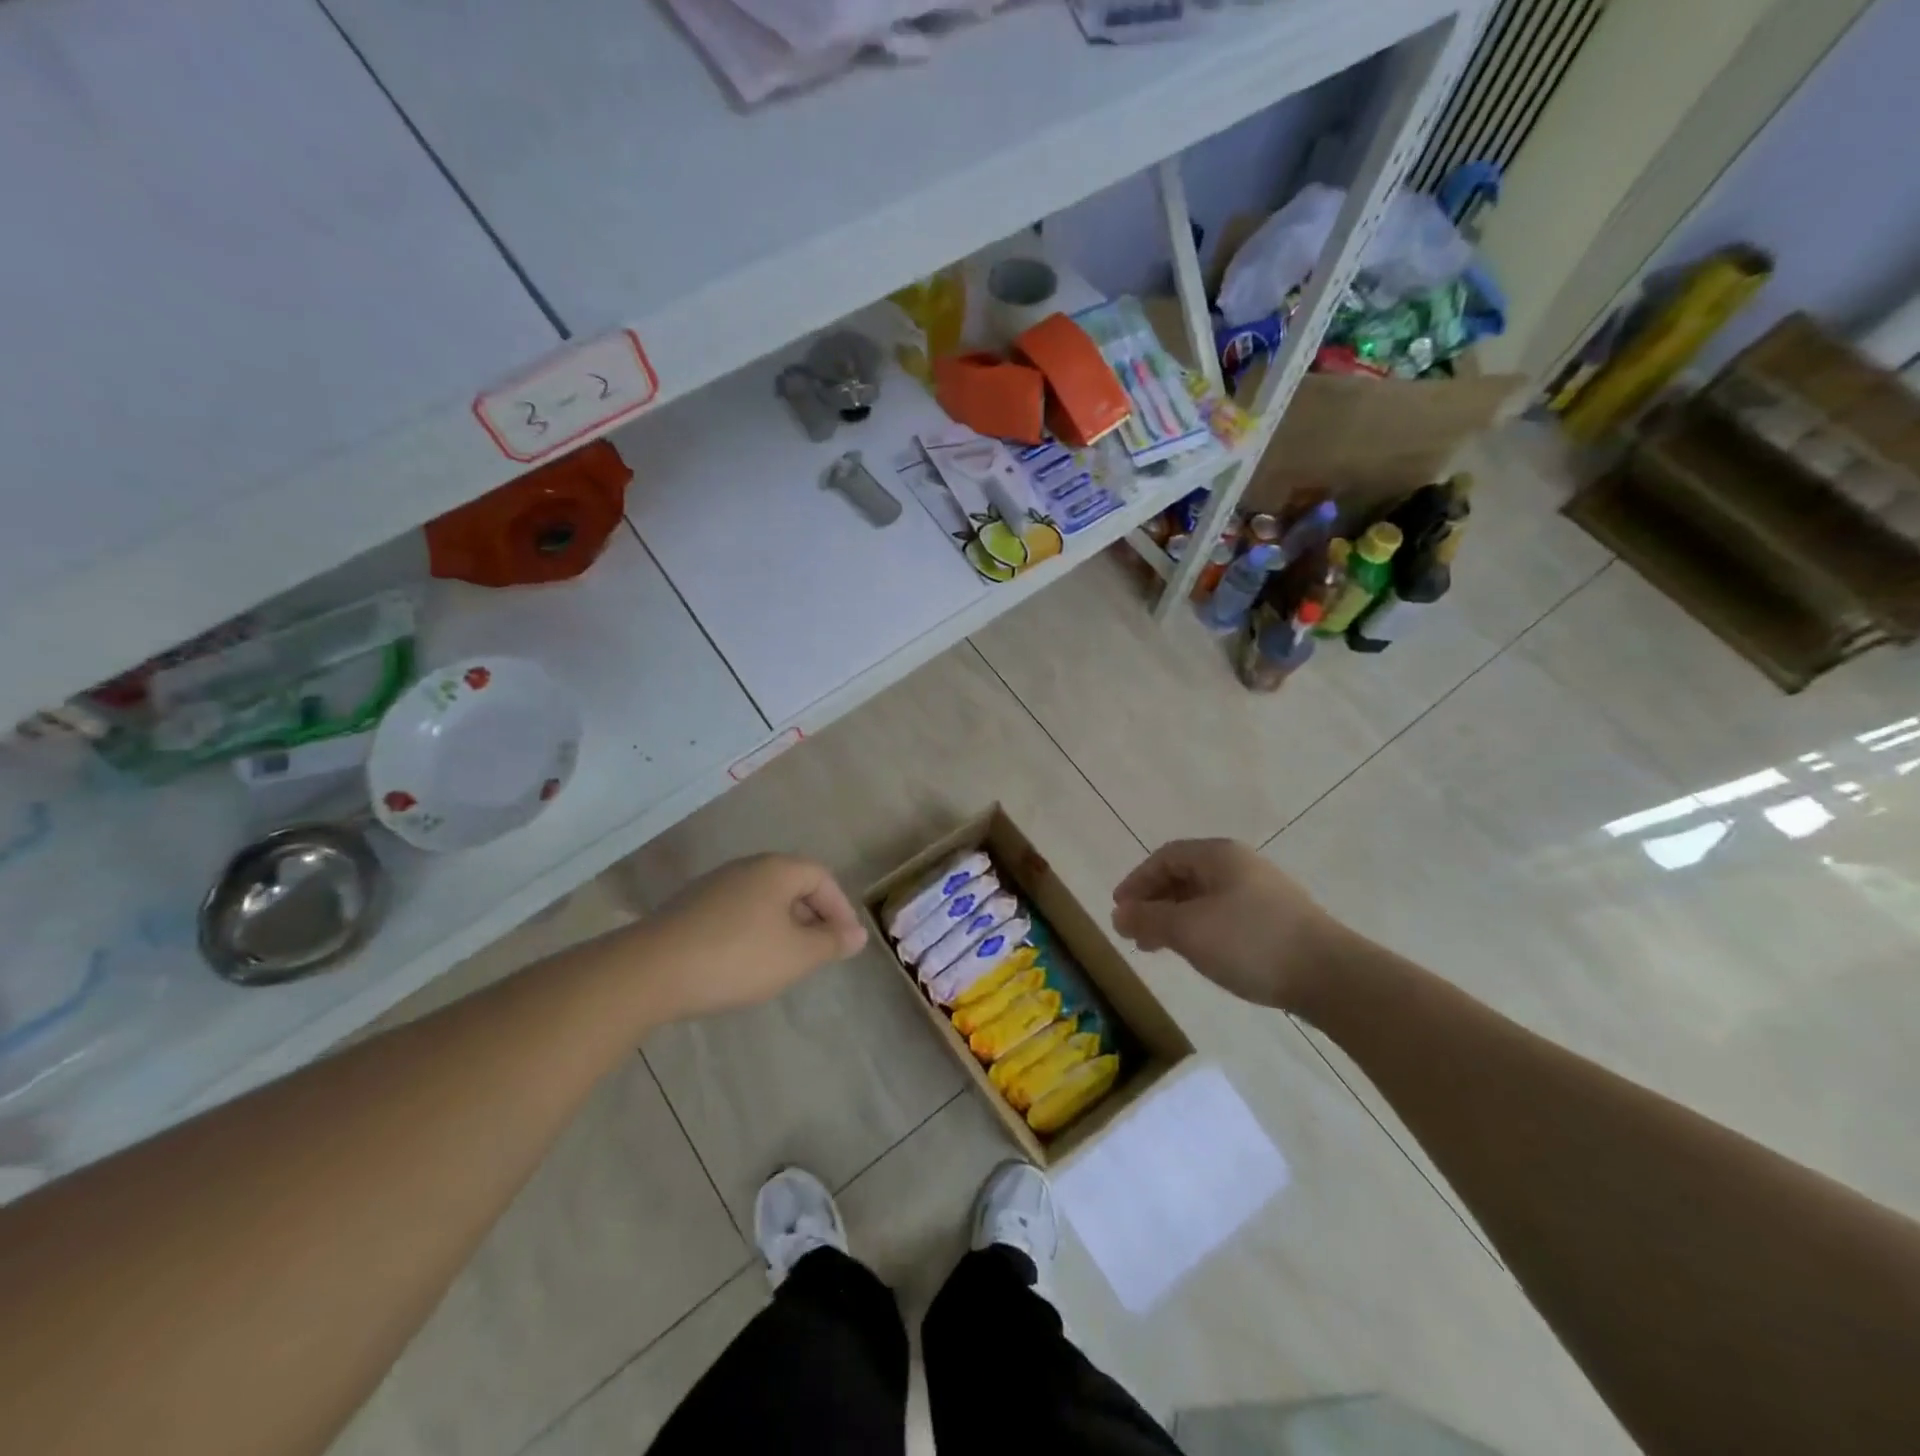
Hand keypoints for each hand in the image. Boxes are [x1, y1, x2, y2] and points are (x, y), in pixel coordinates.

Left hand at [643, 854, 867, 1019]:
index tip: (844, 943)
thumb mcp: (796, 955)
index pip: (822, 877)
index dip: (839, 908)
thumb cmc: (737, 957)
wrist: (650, 971)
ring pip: (763, 900)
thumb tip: (857, 934)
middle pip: (792, 885)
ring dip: (782, 926)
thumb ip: (831, 942)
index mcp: (776, 869)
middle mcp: (746, 868)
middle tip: (818, 952)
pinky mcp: (690, 908)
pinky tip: (745, 963)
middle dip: (812, 917)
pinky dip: (753, 932)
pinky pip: (737, 913)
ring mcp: (714, 886)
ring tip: (785, 961)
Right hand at [1111, 839, 1348, 1011]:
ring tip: (1160, 948)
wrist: (1330, 975)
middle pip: (1185, 875)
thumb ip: (1149, 918)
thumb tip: (1119, 913)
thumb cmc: (1250, 942)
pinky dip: (1200, 928)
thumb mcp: (1189, 929)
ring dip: (1175, 918)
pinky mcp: (1276, 919)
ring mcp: (1262, 892)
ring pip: (1205, 898)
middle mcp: (1240, 865)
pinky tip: (1198, 953)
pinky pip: (1224, 914)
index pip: (1165, 857)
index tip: (1120, 910)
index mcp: (1219, 856)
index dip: (1137, 881)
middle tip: (1135, 933)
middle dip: (1155, 902)